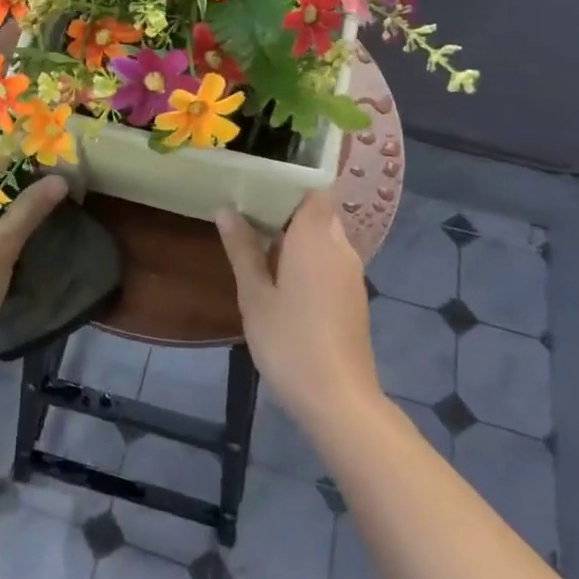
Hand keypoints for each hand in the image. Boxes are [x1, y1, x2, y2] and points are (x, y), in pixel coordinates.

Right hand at [217, 191, 379, 429]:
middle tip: (248, 205)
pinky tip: (280, 270)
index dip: (292, 180)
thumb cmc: (289, 341)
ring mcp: (351, 274)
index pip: (315, 189)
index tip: (262, 179)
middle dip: (288, 206)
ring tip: (258, 235)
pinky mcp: (353, 296)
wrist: (338, 399)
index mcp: (316, 238)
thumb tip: (226, 210)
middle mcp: (340, 247)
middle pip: (319, 210)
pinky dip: (308, 254)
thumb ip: (242, 249)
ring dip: (297, 232)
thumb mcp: (254, 295)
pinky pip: (330, 257)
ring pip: (325, 235)